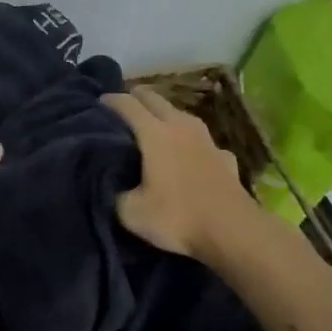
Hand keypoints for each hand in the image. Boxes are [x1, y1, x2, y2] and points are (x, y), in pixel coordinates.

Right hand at [102, 88, 255, 263]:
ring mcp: (207, 139)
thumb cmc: (178, 217)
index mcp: (154, 133)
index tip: (97, 103)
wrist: (234, 232)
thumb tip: (111, 184)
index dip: (109, 100)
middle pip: (154, 98)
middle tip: (121, 109)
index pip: (127, 104)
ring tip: (152, 128)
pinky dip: (189, 141)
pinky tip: (189, 155)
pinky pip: (201, 139)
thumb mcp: (131, 213)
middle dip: (135, 98)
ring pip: (180, 114)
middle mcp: (180, 126)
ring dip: (163, 114)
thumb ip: (115, 193)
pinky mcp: (225, 156)